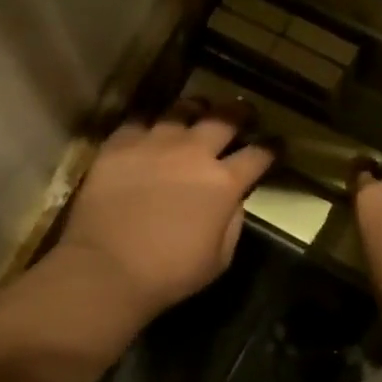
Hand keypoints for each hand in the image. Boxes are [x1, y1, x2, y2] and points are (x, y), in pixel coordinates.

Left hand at [54, 99, 274, 321]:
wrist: (107, 268)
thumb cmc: (169, 273)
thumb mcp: (220, 258)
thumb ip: (232, 223)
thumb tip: (233, 201)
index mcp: (224, 183)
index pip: (258, 155)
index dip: (270, 148)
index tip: (275, 145)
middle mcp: (193, 152)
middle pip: (224, 119)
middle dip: (240, 112)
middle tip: (244, 111)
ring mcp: (154, 143)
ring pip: (181, 109)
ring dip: (195, 108)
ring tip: (198, 109)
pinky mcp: (119, 144)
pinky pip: (139, 121)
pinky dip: (150, 123)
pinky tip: (150, 128)